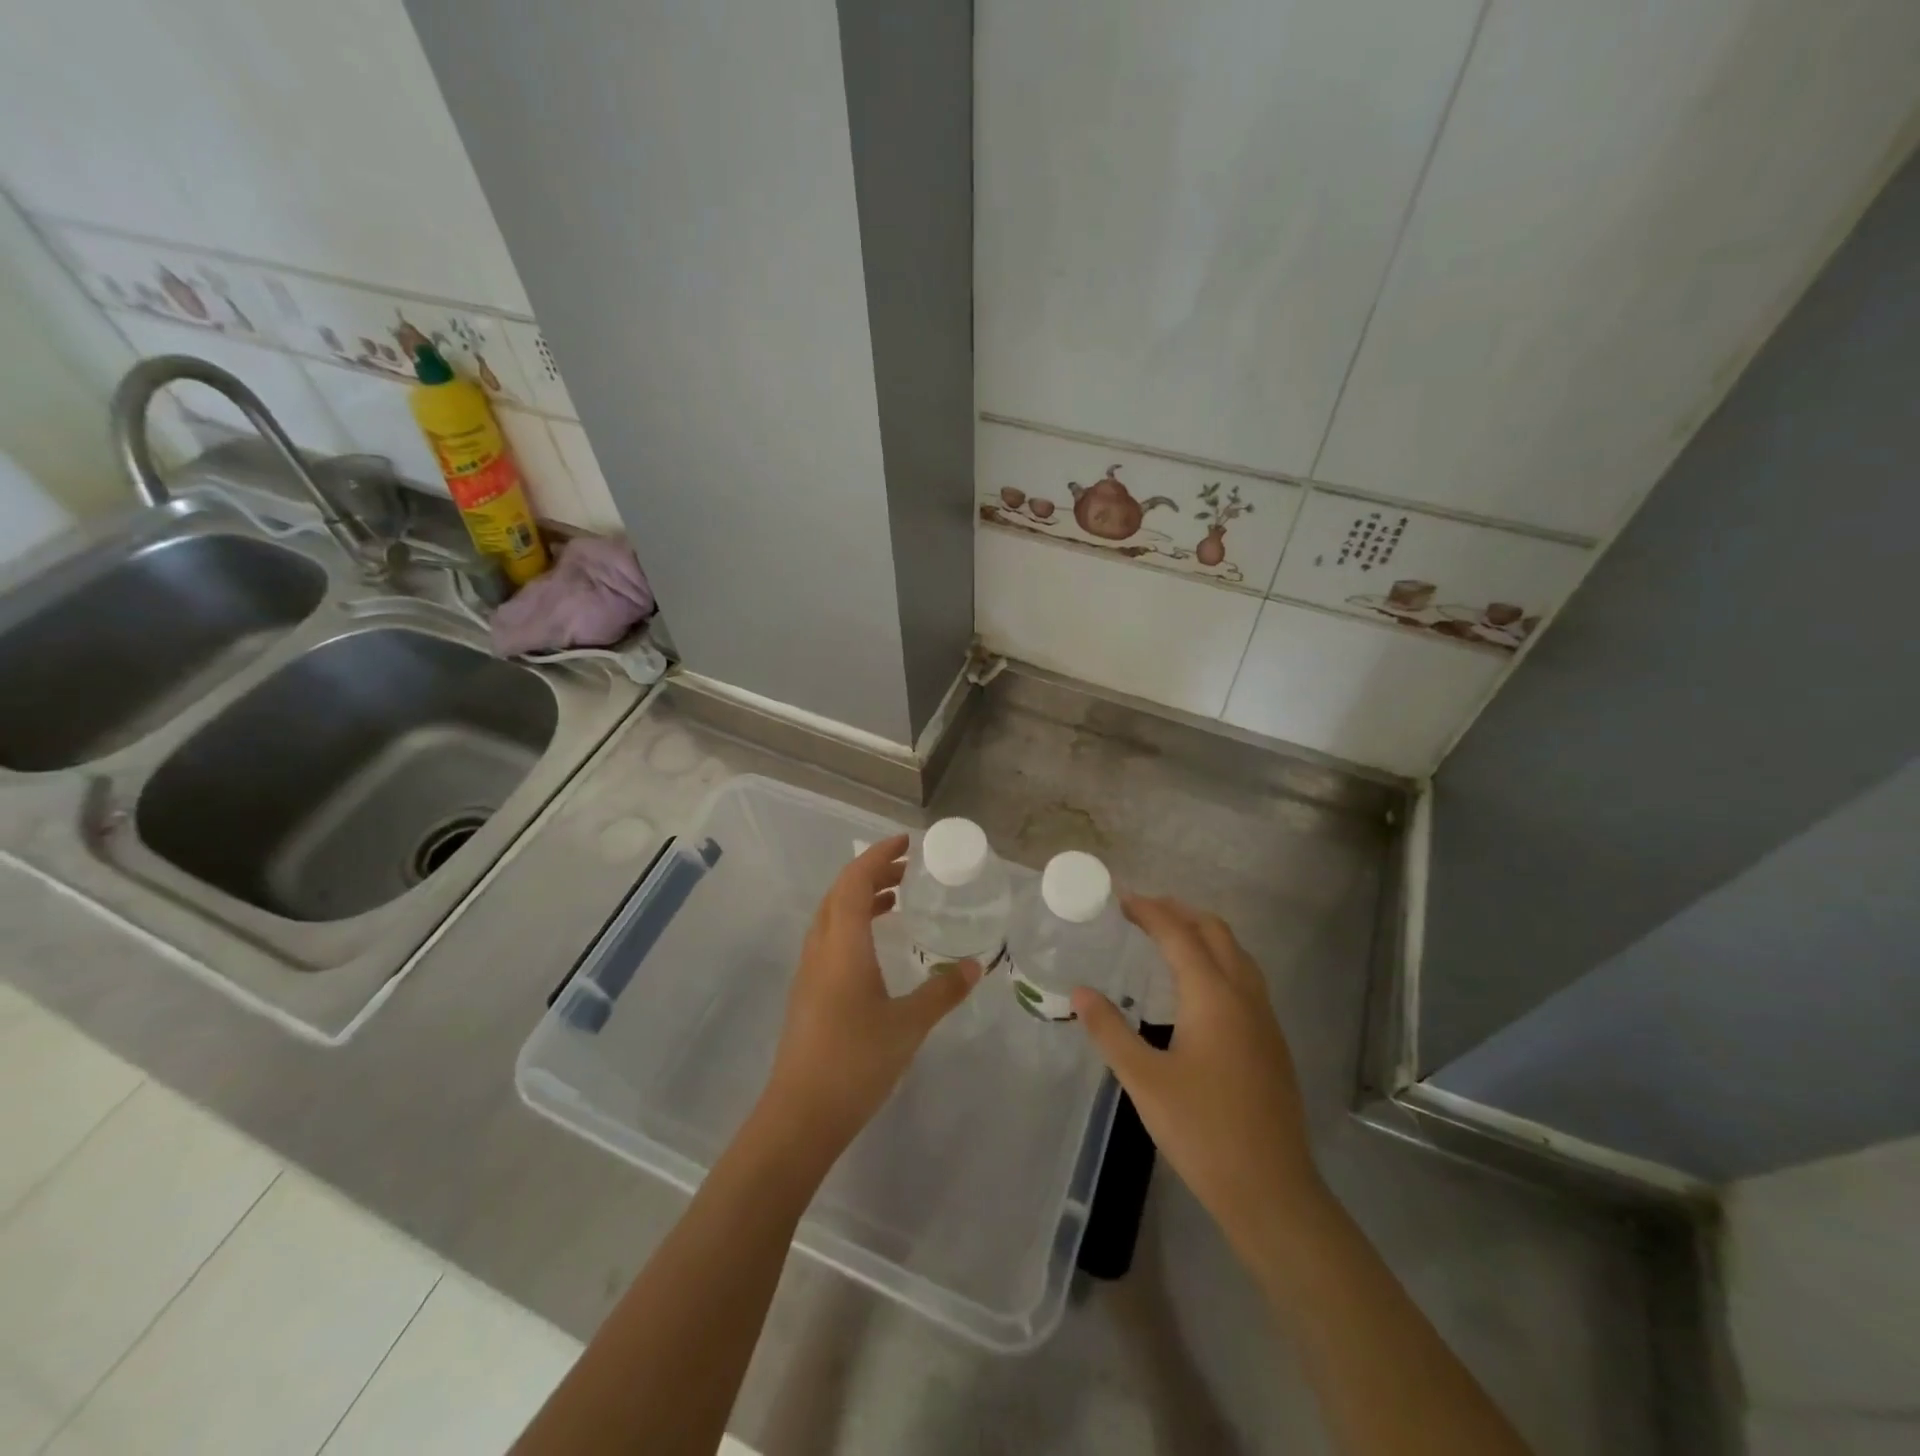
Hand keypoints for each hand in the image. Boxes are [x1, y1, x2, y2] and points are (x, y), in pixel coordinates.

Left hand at [761, 834, 980, 1158]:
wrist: (801, 1115)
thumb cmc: (855, 1062)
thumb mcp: (908, 1025)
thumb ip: (942, 991)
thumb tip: (976, 966)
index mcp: (842, 945)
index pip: (854, 882)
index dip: (878, 856)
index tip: (906, 842)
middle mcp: (820, 949)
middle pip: (839, 893)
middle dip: (872, 873)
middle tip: (908, 870)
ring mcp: (809, 971)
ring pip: (832, 917)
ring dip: (860, 899)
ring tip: (897, 900)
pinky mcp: (808, 993)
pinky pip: (830, 939)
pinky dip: (853, 924)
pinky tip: (877, 947)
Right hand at [1072, 895, 1324, 1261]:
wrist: (1272, 1191)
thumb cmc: (1203, 1131)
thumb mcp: (1144, 1081)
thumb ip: (1110, 1030)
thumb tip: (1080, 991)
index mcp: (1213, 996)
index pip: (1178, 934)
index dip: (1149, 911)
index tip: (1120, 900)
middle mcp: (1244, 995)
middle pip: (1215, 931)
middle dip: (1179, 913)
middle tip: (1141, 913)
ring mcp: (1264, 1018)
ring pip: (1236, 953)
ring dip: (1203, 934)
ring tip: (1168, 939)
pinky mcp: (1271, 1042)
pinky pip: (1245, 977)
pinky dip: (1218, 960)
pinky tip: (1197, 988)